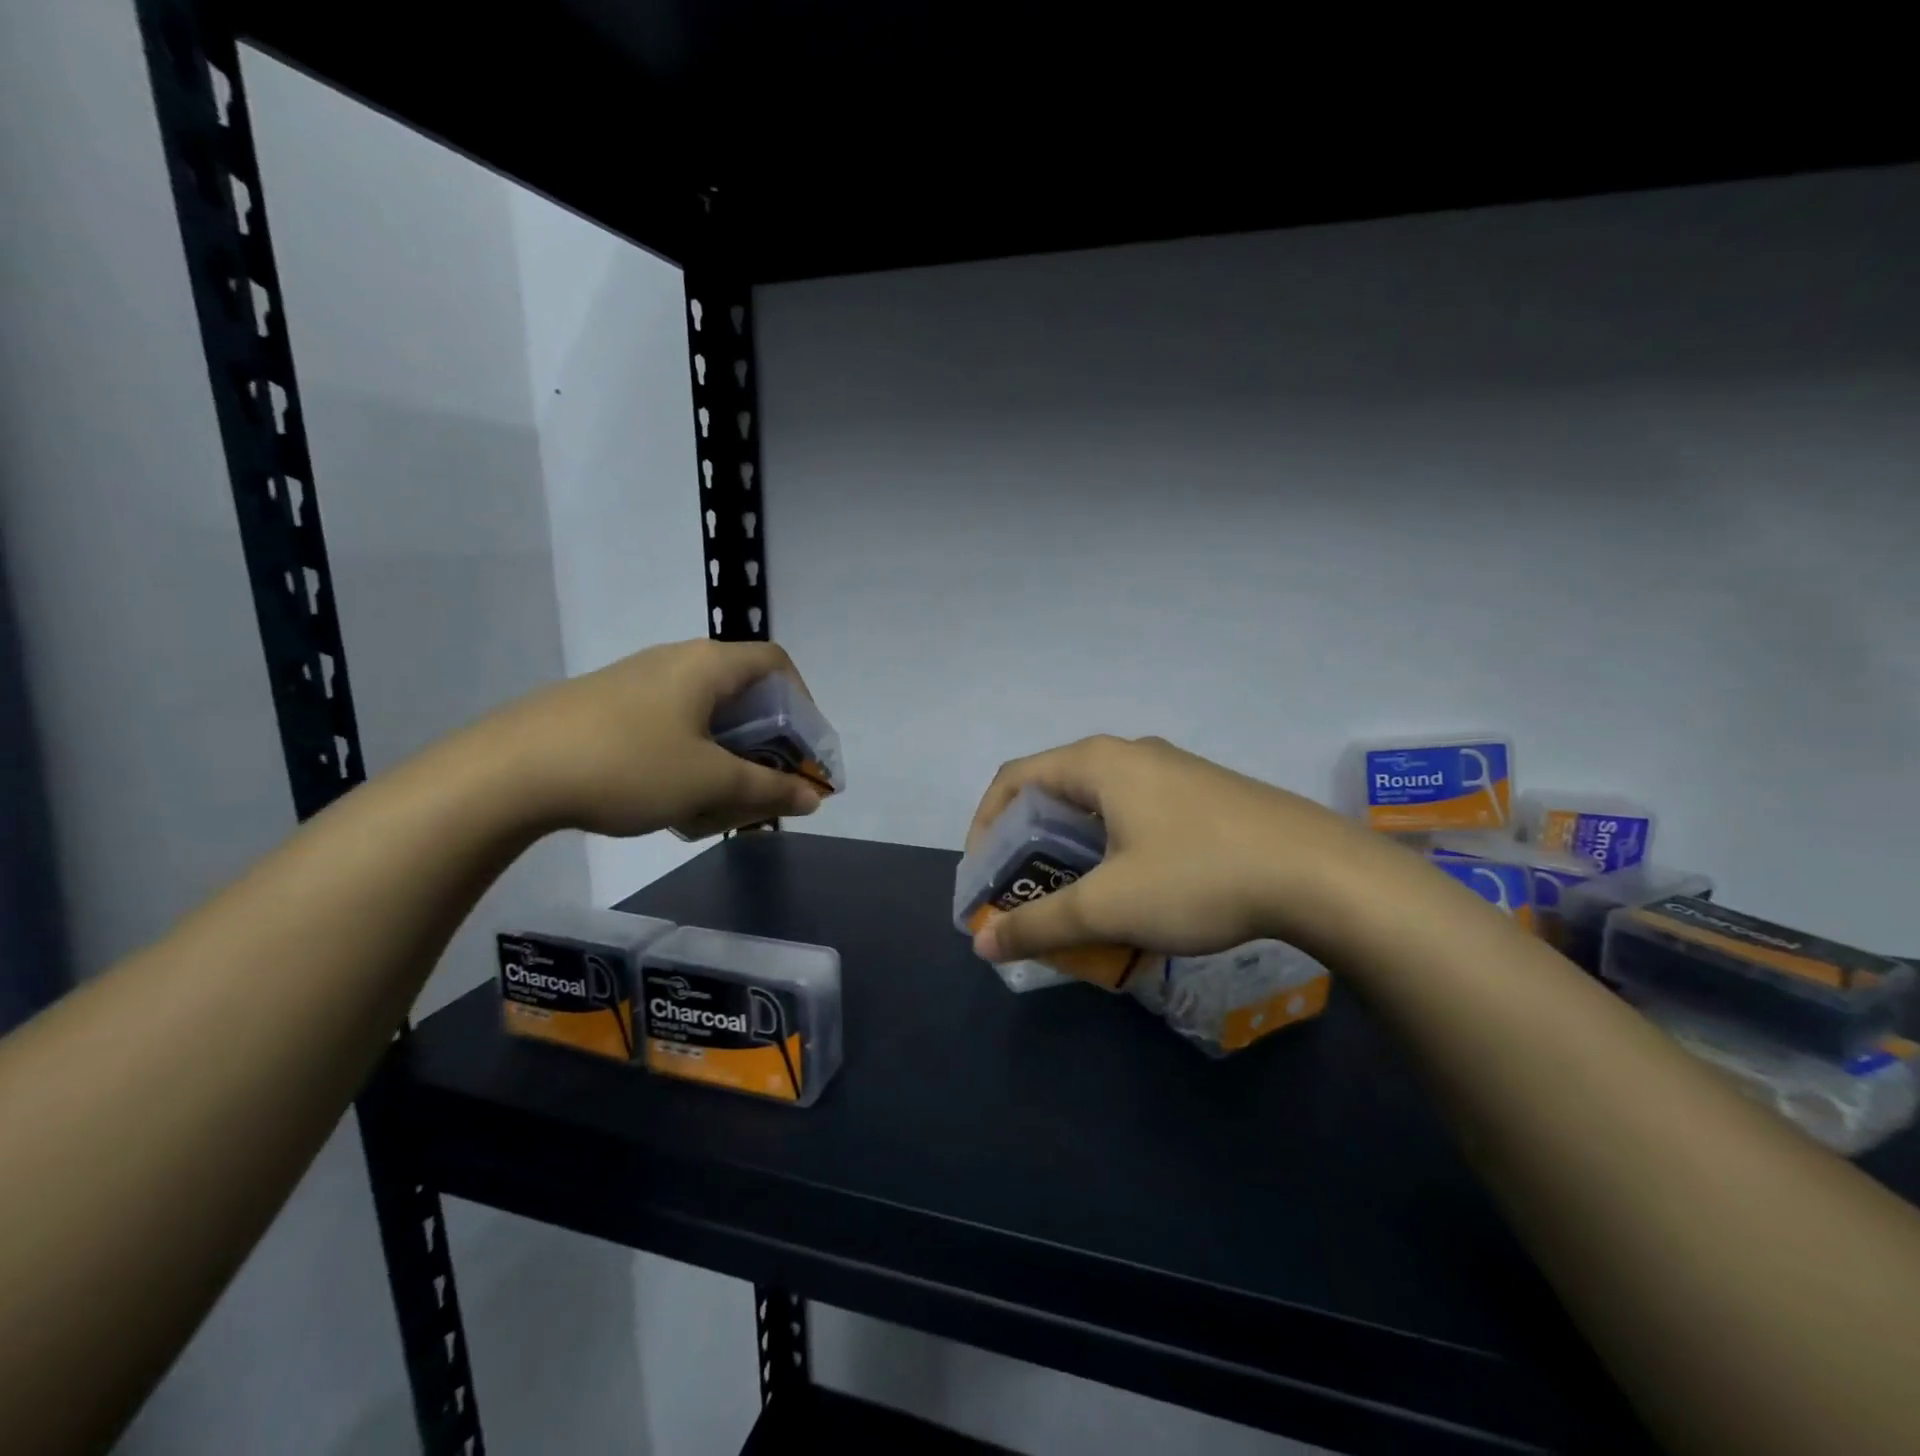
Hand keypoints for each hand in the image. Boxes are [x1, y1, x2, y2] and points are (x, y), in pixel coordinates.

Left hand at [487, 638, 825, 838]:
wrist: (508, 772)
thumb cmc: (628, 765)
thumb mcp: (710, 782)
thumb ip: (769, 788)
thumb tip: (815, 797)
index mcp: (708, 664)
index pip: (776, 663)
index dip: (804, 702)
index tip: (804, 749)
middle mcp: (676, 661)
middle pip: (742, 691)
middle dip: (766, 741)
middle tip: (768, 784)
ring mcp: (637, 681)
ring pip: (704, 713)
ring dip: (726, 754)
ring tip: (721, 799)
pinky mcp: (607, 706)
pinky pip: (669, 724)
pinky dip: (689, 755)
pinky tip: (671, 795)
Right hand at [965, 735, 1399, 964]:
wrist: (1322, 873)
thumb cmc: (1200, 877)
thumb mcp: (1110, 907)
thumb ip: (1040, 926)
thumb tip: (983, 946)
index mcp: (1097, 763)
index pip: (1013, 780)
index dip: (984, 827)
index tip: (983, 877)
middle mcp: (1129, 754)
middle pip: (1054, 792)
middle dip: (1028, 845)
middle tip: (1024, 894)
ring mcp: (1172, 771)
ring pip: (1097, 805)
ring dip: (1071, 850)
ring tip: (1072, 898)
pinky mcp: (1203, 794)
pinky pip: (1135, 813)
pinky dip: (1111, 848)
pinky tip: (1131, 890)